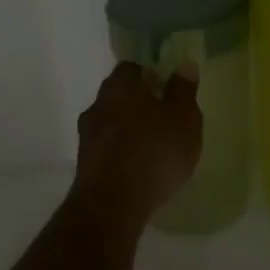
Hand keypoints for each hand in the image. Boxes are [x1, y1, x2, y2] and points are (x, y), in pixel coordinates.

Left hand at [71, 61, 201, 230]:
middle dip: (137, 102)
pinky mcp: (84, 165)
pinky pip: (106, 149)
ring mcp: (87, 136)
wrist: (112, 205)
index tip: (165, 87)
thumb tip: (185, 64)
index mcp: (120, 86)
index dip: (149, 74)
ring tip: (152, 146)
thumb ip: (183, 91)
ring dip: (127, 129)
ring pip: (110, 123)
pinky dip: (120, 152)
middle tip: (162, 116)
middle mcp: (98, 105)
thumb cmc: (154, 152)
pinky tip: (137, 167)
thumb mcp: (183, 119)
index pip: (131, 68)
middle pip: (118, 95)